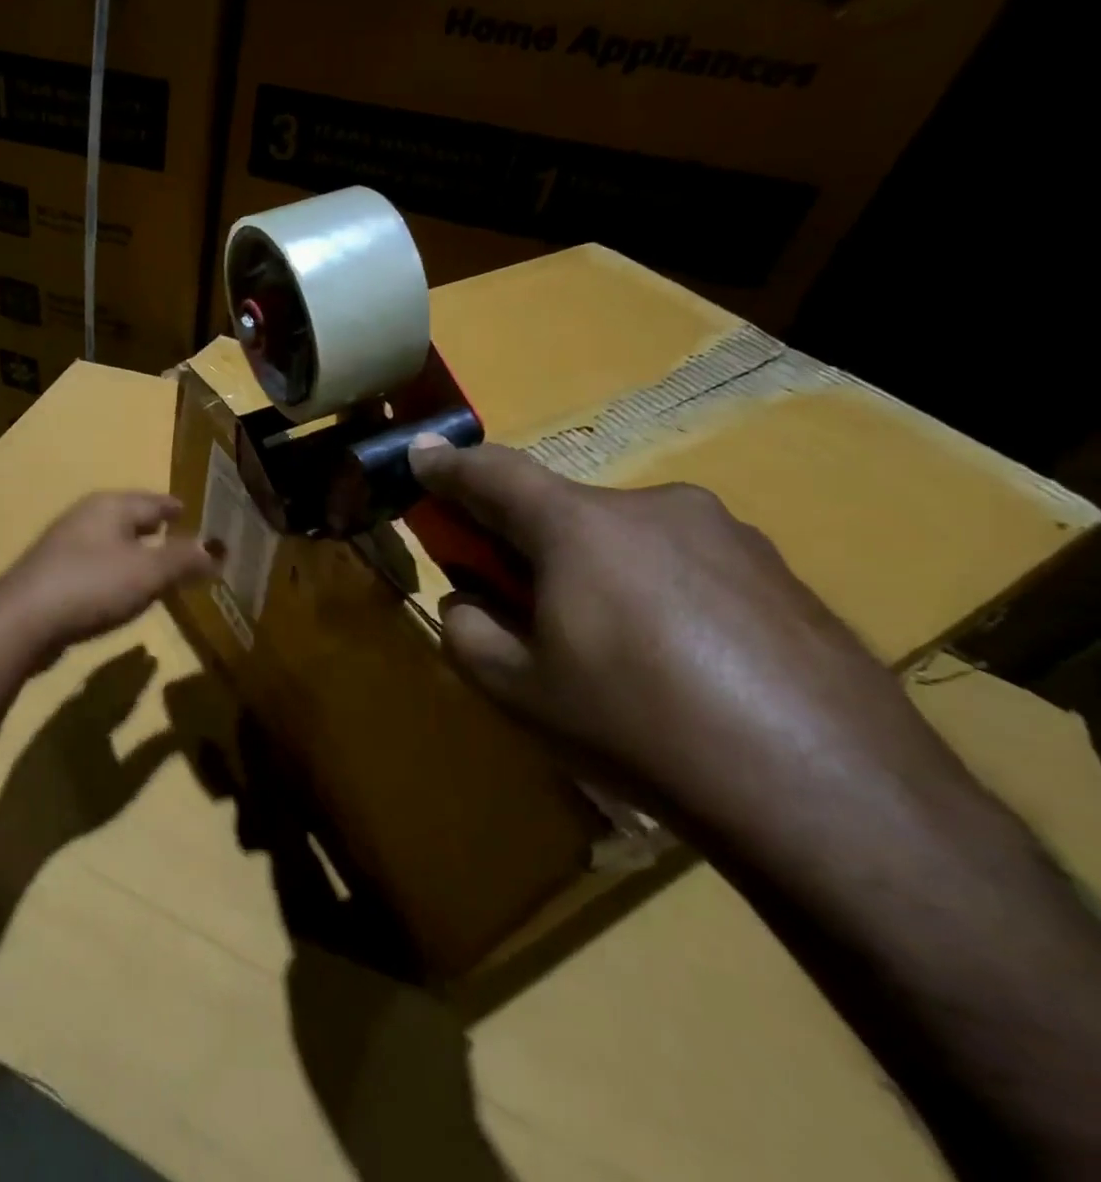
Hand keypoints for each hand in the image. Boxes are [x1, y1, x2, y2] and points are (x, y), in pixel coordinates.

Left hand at [0, 492, 217, 672]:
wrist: (22, 621)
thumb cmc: (91, 585)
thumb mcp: (148, 572)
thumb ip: (184, 559)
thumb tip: (215, 549)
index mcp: (111, 506)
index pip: (154, 501)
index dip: (177, 510)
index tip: (196, 516)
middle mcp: (86, 517)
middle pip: (130, 518)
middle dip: (156, 530)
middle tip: (184, 544)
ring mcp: (65, 545)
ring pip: (112, 542)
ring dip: (135, 553)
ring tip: (159, 569)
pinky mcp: (52, 574)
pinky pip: (96, 566)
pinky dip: (116, 573)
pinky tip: (122, 591)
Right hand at [405, 439, 939, 830]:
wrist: (833, 794)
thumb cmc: (640, 727)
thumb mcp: (517, 690)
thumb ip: (466, 629)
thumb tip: (468, 601)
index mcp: (579, 525)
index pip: (493, 473)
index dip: (449, 466)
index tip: (421, 460)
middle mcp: (653, 507)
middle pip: (563, 508)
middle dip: (527, 540)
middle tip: (520, 599)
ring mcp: (728, 535)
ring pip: (627, 536)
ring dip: (595, 567)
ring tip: (610, 647)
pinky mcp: (782, 573)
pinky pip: (687, 564)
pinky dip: (656, 591)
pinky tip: (680, 662)